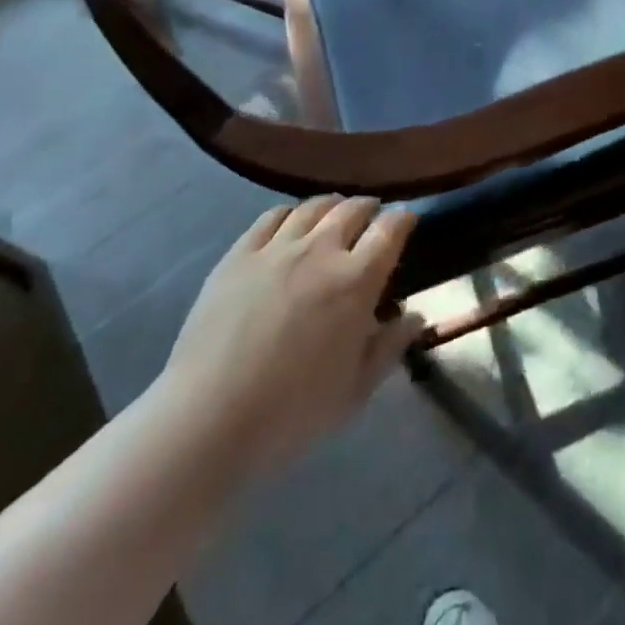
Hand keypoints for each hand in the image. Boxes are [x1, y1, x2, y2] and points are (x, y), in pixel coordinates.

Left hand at [155, 196, 423, 471]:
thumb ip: (390, 347)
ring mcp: (276, 248)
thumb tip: (416, 317)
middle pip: (352, 209)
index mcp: (356, 281)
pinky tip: (291, 222)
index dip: (403, 219)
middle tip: (373, 216)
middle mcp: (320, 251)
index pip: (390, 230)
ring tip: (335, 211)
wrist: (208, 419)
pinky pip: (272, 217)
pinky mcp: (239, 254)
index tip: (407, 220)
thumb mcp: (355, 391)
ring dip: (332, 205)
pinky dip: (290, 213)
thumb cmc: (291, 412)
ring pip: (313, 207)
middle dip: (369, 208)